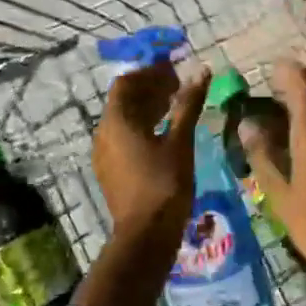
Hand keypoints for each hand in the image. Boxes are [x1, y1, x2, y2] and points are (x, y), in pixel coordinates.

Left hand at [93, 59, 209, 240]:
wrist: (145, 234)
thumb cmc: (165, 184)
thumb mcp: (180, 141)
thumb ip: (188, 104)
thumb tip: (201, 71)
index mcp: (117, 122)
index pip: (126, 83)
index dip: (150, 73)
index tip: (175, 72)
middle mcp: (103, 133)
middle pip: (124, 100)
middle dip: (150, 89)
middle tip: (179, 87)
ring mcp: (104, 154)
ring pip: (123, 120)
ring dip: (147, 108)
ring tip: (175, 106)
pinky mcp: (110, 170)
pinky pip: (123, 137)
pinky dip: (142, 127)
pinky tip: (164, 134)